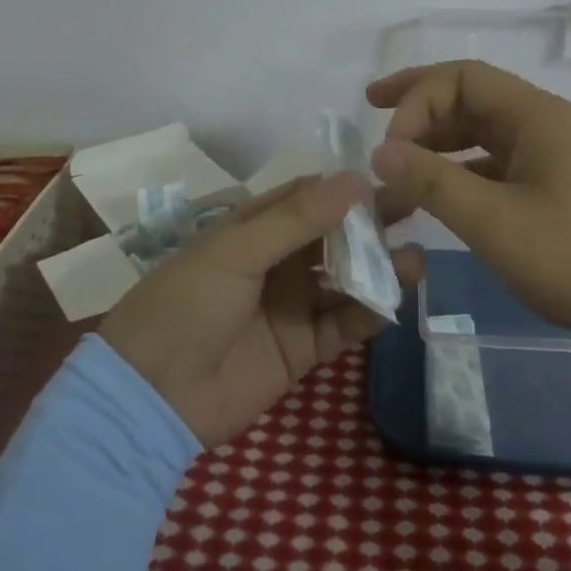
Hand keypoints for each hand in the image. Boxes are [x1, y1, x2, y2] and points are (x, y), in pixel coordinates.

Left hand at [101, 173, 424, 447]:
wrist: (153, 395)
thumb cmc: (186, 304)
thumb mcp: (235, 251)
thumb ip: (296, 219)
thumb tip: (355, 179)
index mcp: (253, 229)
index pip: (308, 197)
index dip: (345, 187)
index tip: (389, 176)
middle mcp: (277, 262)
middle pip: (333, 236)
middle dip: (371, 225)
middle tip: (417, 210)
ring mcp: (291, 306)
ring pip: (344, 280)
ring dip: (378, 270)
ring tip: (416, 260)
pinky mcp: (302, 349)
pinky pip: (343, 325)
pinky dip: (368, 314)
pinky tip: (393, 301)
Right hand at [367, 59, 570, 349]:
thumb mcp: (494, 221)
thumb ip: (432, 182)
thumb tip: (379, 151)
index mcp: (537, 115)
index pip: (463, 78)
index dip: (416, 99)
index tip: (388, 146)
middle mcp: (545, 124)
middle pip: (472, 96)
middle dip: (420, 104)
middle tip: (372, 111)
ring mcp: (553, 157)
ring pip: (483, 131)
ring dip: (438, 139)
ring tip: (398, 158)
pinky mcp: (556, 188)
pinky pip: (497, 163)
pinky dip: (461, 170)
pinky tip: (439, 194)